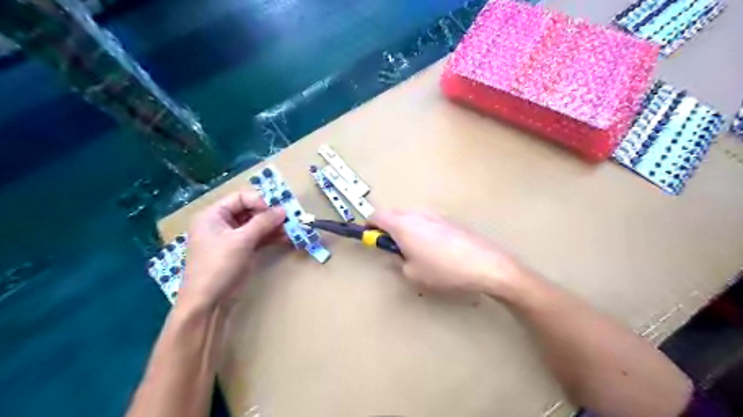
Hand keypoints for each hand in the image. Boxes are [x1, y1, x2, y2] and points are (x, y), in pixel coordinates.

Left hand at [175, 191, 286, 309]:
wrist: (208, 302)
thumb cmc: (218, 265)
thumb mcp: (241, 240)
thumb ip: (263, 222)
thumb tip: (283, 209)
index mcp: (213, 215)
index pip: (240, 198)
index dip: (259, 201)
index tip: (276, 211)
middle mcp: (222, 223)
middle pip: (250, 210)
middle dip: (270, 214)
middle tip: (289, 218)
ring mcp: (232, 238)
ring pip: (256, 225)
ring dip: (274, 226)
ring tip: (292, 229)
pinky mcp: (241, 251)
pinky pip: (258, 238)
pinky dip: (271, 237)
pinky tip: (287, 238)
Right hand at [369, 212, 524, 296]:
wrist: (483, 264)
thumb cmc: (443, 271)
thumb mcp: (412, 273)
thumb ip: (397, 261)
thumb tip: (395, 254)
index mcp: (402, 225)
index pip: (376, 216)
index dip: (369, 227)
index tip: (370, 238)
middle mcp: (416, 214)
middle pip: (393, 214)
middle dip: (387, 229)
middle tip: (392, 248)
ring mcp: (434, 215)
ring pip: (410, 217)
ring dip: (405, 229)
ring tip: (415, 251)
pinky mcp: (448, 220)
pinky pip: (426, 221)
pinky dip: (421, 230)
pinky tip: (434, 249)